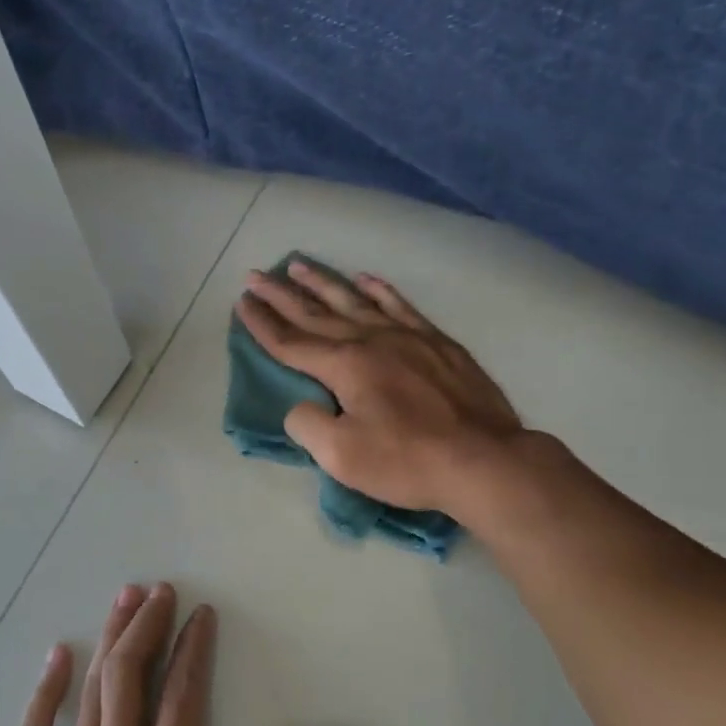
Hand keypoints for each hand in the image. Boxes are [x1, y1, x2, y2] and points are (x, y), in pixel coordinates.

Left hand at [0, 583, 338, 725]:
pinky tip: (57, 655)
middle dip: (148, 625)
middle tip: (159, 588)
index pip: (183, 698)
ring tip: (124, 598)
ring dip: (110, 639)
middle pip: (132, 677)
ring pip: (92, 691)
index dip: (193, 649)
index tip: (200, 615)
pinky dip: (46, 689)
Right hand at [237, 261, 527, 512]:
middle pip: (316, 314)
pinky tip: (366, 279)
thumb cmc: (407, 461)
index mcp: (345, 365)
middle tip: (257, 274)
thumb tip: (301, 406)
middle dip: (282, 295)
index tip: (241, 301)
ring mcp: (407, 336)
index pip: (290, 342)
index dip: (262, 323)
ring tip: (300, 265)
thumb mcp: (341, 456)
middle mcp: (371, 340)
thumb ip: (308, 425)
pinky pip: (401, 306)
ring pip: (355, 301)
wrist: (484, 460)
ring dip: (324, 283)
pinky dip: (380, 290)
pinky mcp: (437, 343)